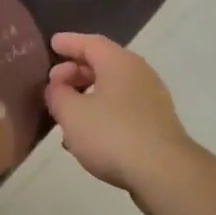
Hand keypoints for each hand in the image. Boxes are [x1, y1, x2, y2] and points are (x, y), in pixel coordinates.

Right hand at [44, 32, 195, 197]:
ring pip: (112, 89)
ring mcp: (151, 99)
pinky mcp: (155, 124)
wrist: (163, 172)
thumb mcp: (72, 114)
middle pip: (103, 64)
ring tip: (65, 113)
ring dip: (87, 96)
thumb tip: (57, 86)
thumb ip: (57, 94)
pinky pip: (122, 109)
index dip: (69, 42)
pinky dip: (101, 113)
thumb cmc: (112, 134)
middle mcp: (139, 74)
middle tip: (54, 83)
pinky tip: (86, 135)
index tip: (52, 43)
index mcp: (119, 62)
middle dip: (75, 71)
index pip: (90, 42)